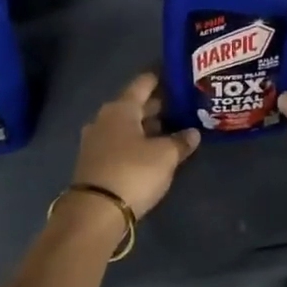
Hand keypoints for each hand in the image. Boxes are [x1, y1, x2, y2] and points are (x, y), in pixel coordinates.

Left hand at [70, 72, 199, 218]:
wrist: (95, 211)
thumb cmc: (132, 172)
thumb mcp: (165, 156)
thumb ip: (180, 141)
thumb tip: (192, 133)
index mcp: (120, 108)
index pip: (143, 83)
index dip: (161, 78)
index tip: (178, 75)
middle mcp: (104, 119)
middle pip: (134, 105)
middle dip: (158, 106)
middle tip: (182, 106)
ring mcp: (96, 141)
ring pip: (127, 126)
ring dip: (147, 127)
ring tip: (173, 129)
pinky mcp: (95, 162)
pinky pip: (120, 143)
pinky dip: (137, 143)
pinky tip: (153, 151)